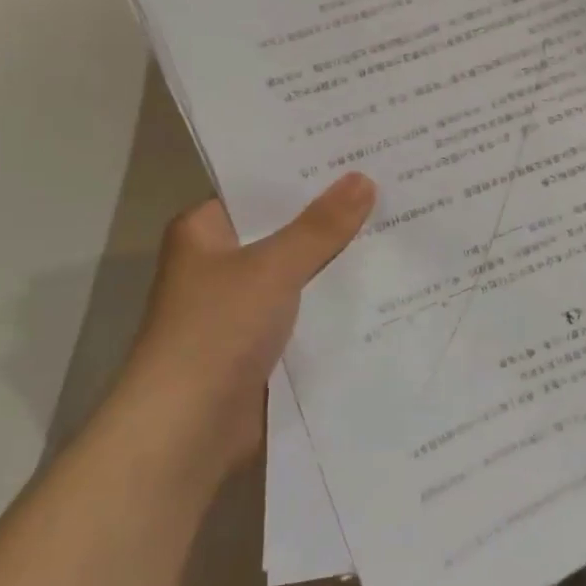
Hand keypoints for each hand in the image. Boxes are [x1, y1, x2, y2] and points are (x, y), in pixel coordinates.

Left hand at [118, 172, 374, 479]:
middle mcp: (221, 263)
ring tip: (400, 226)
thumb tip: (363, 178)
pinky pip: (306, 310)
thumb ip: (320, 226)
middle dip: (333, 216)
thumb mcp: (272, 268)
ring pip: (300, 272)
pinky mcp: (262, 344)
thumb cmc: (216, 331)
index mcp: (206, 231)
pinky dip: (334, 302)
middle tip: (392, 184)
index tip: (359, 153)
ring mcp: (242, 306)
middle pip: (285, 229)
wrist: (185, 432)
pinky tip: (384, 283)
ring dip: (338, 261)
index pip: (262, 187)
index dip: (307, 172)